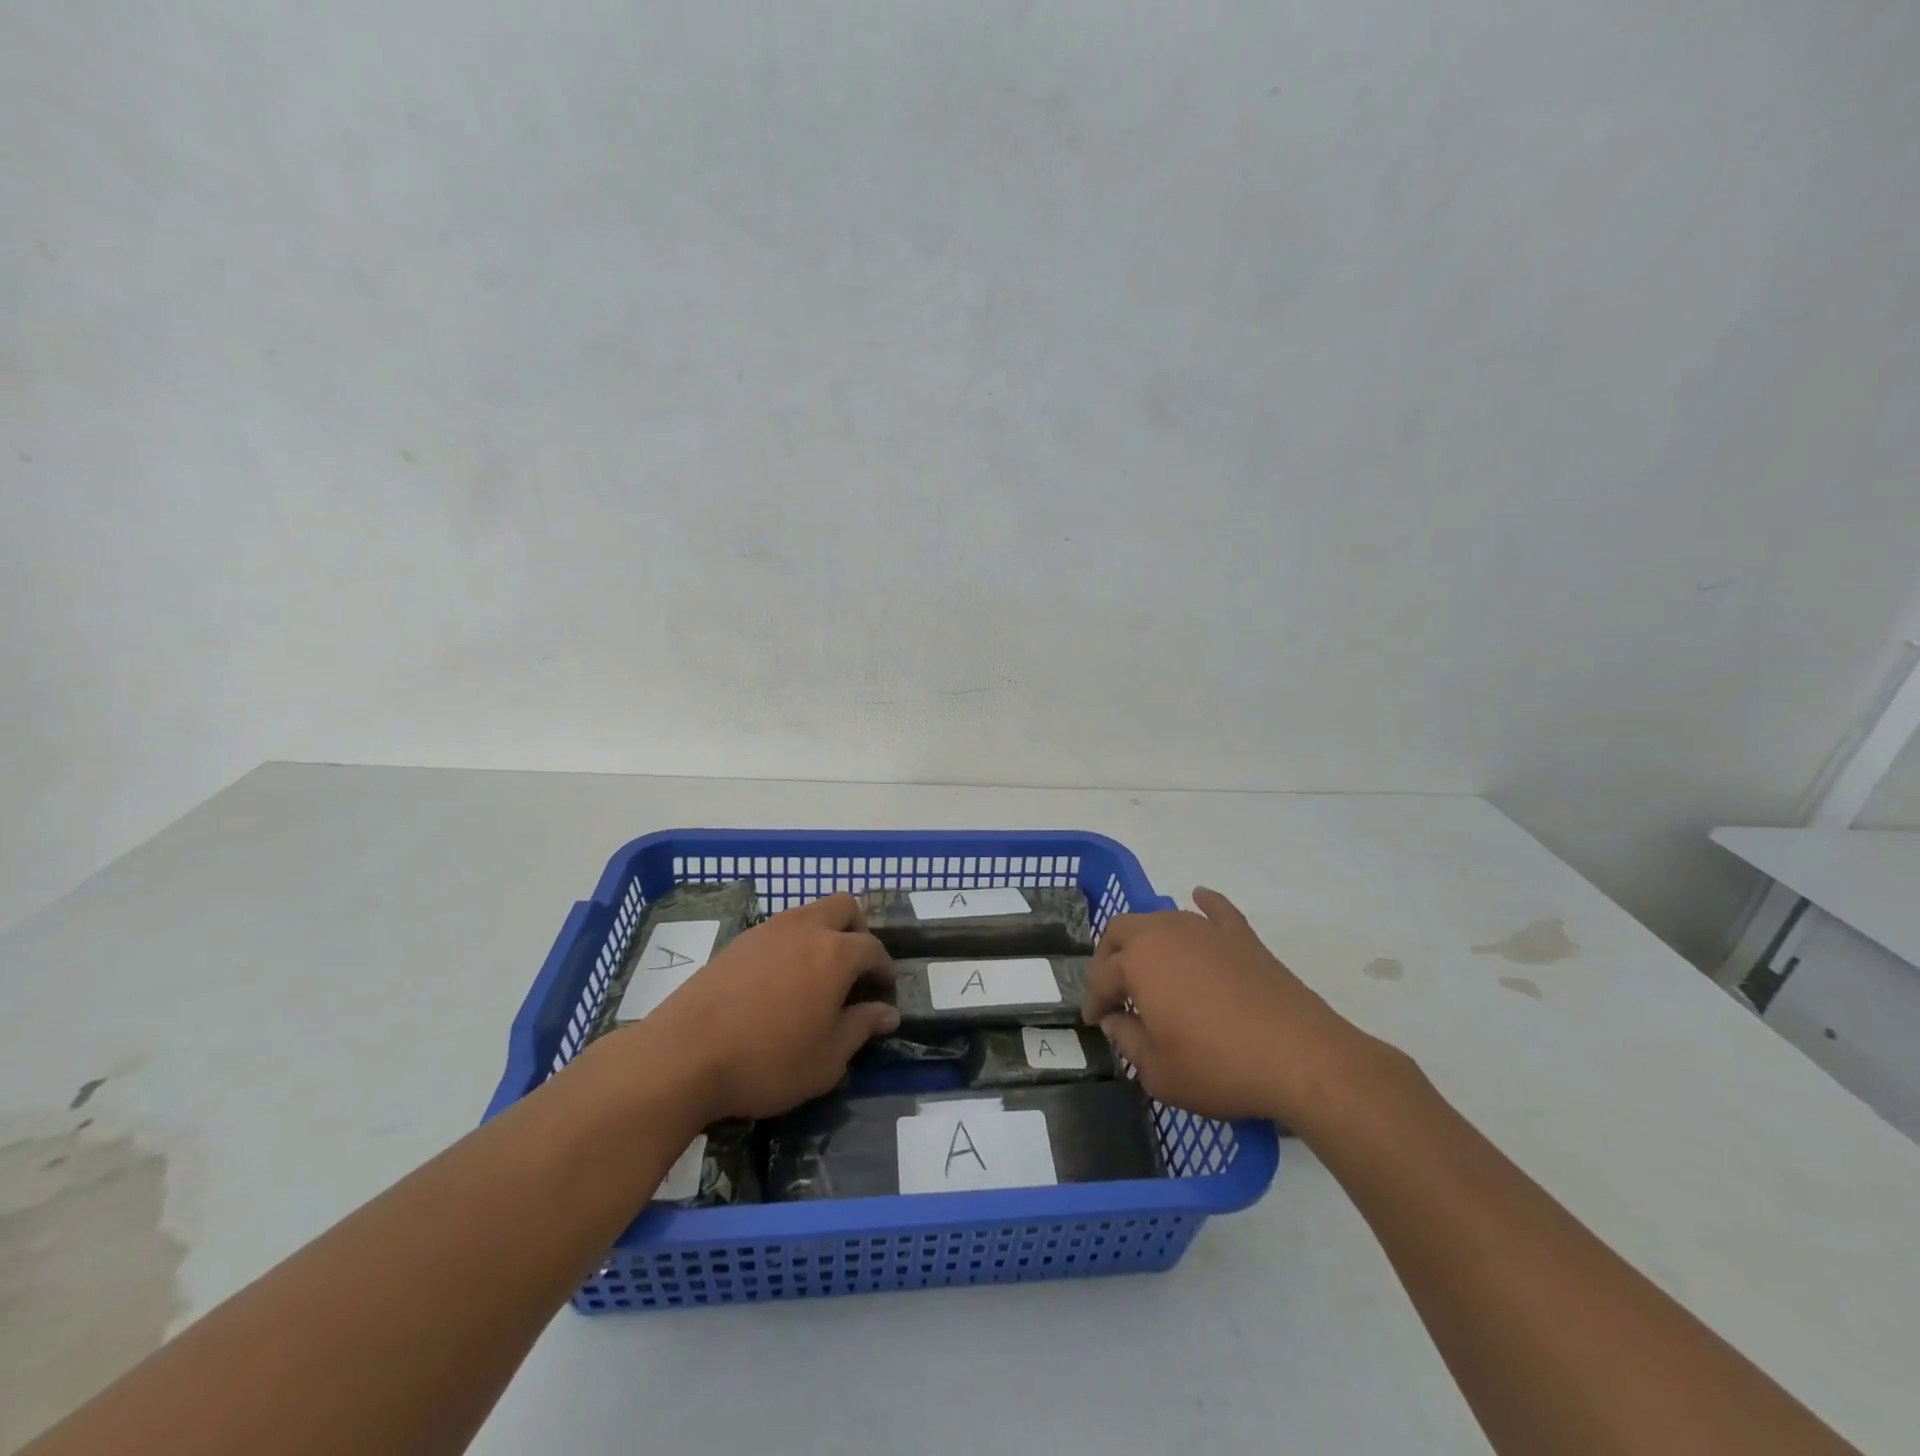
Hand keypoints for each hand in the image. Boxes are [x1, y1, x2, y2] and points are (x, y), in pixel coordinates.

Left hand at [617, 893, 899, 1122]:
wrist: (683, 1056)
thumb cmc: (767, 1060)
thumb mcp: (827, 1059)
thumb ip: (862, 1028)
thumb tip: (888, 1013)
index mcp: (835, 953)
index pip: (873, 949)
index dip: (884, 970)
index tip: (883, 994)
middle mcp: (805, 929)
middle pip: (844, 907)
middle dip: (858, 931)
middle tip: (854, 970)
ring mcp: (768, 931)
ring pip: (809, 913)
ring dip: (823, 934)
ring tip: (816, 977)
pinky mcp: (738, 942)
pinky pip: (778, 930)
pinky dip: (792, 945)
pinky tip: (779, 984)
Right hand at [1084, 887, 1387, 1126]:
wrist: (1300, 1057)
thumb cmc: (1218, 1066)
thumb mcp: (1158, 1072)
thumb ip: (1127, 1041)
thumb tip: (1115, 1020)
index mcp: (1137, 962)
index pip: (1102, 977)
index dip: (1094, 1001)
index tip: (1093, 1021)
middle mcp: (1164, 932)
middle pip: (1122, 931)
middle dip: (1109, 956)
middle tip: (1112, 988)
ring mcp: (1205, 930)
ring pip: (1162, 918)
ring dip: (1146, 937)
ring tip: (1148, 964)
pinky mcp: (1242, 936)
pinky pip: (1216, 909)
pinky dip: (1204, 904)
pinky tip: (1198, 898)